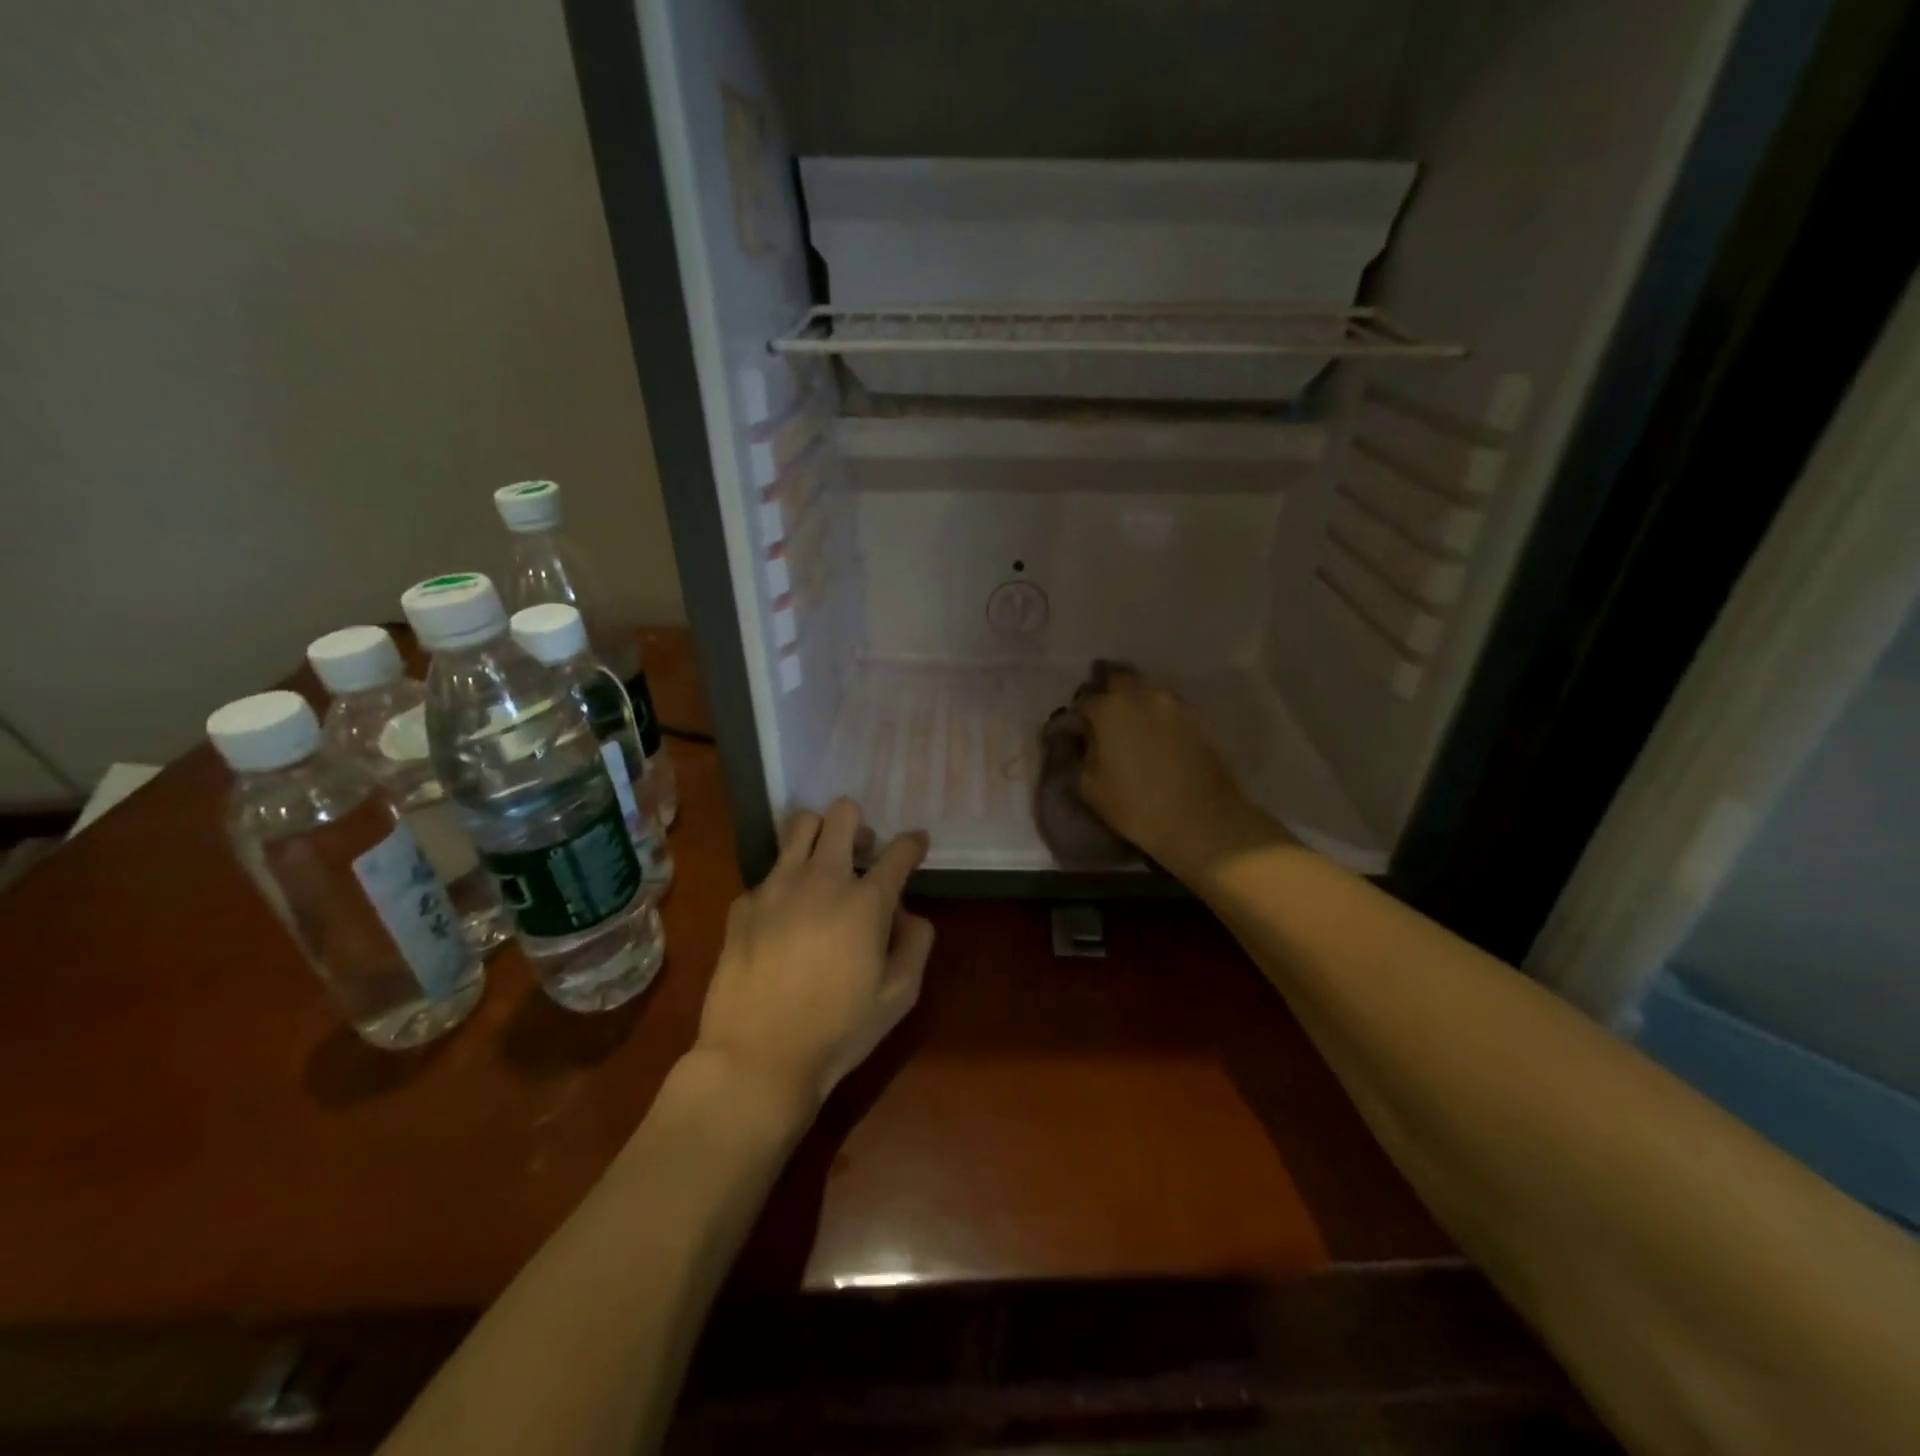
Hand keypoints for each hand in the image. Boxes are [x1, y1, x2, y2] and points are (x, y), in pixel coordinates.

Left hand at [694, 799, 933, 1117]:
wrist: (757, 1058)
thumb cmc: (838, 1031)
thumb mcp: (899, 996)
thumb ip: (916, 943)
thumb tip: (905, 913)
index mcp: (866, 901)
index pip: (899, 851)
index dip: (913, 843)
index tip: (916, 844)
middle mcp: (821, 879)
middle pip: (842, 815)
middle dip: (858, 824)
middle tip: (861, 851)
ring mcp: (776, 887)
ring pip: (799, 826)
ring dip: (819, 835)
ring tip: (821, 865)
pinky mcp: (742, 904)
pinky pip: (768, 875)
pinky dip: (783, 884)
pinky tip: (783, 918)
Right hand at [1078, 673, 1278, 875]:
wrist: (1203, 820)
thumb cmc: (1136, 805)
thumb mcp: (1089, 786)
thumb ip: (1080, 755)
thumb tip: (1083, 741)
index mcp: (1110, 708)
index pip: (1084, 702)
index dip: (1076, 718)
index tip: (1075, 734)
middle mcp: (1142, 695)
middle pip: (1119, 680)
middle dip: (1107, 695)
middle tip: (1103, 721)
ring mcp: (1175, 705)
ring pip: (1147, 693)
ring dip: (1135, 704)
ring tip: (1131, 731)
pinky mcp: (1199, 719)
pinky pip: (1168, 710)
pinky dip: (1158, 719)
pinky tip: (1156, 741)